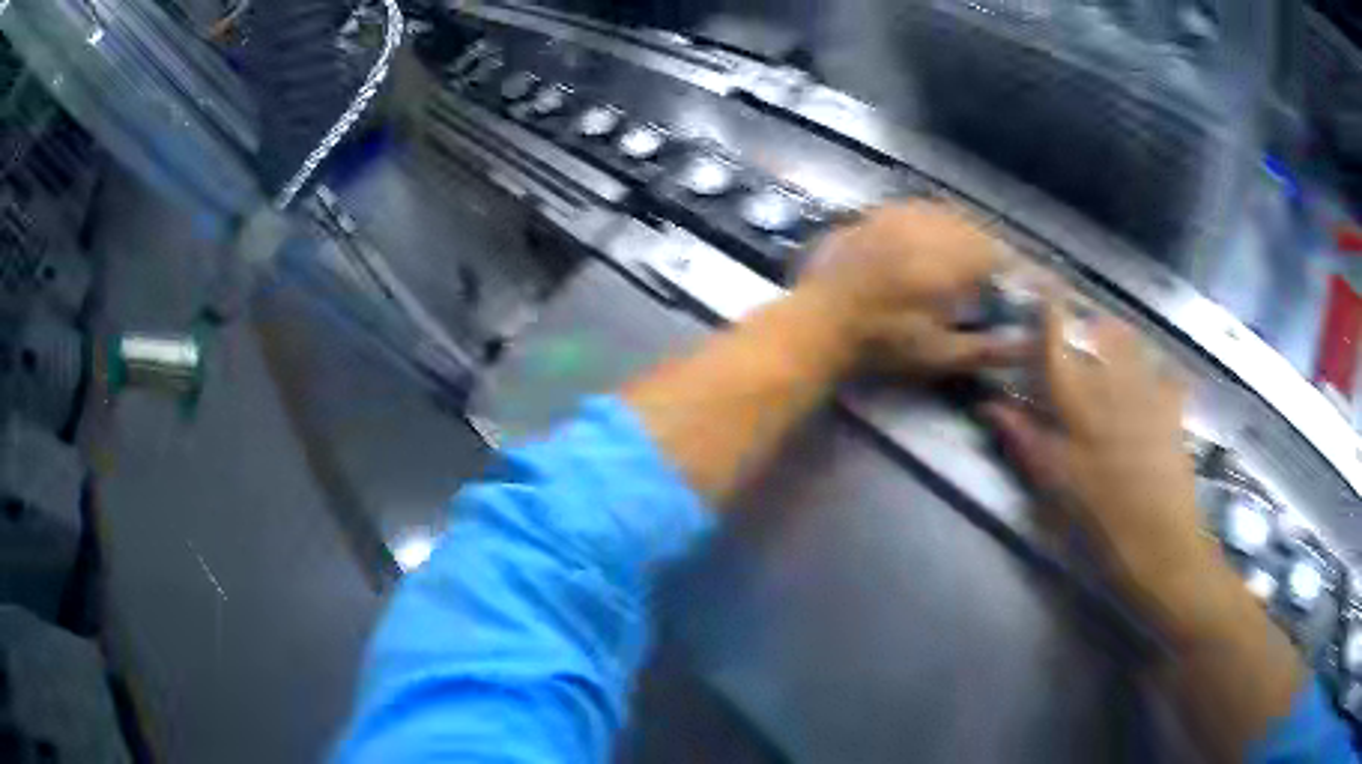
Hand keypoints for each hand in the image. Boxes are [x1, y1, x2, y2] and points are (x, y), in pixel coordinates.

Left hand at [797, 202, 1028, 377]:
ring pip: (943, 214)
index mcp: (951, 258)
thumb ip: (987, 347)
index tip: (1008, 288)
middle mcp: (929, 225)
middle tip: (983, 278)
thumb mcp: (939, 354)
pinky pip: (912, 211)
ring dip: (957, 233)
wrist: (818, 322)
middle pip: (973, 228)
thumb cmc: (883, 342)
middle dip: (985, 250)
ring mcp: (897, 214)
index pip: (998, 253)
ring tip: (955, 261)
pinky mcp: (873, 214)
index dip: (1009, 270)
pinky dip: (926, 225)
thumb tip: (1026, 344)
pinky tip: (918, 246)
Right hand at [983, 308, 1213, 621]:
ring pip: (1132, 345)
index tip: (1040, 293)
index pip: (1060, 341)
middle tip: (1077, 337)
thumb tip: (992, 406)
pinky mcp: (1175, 410)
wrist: (1162, 544)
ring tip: (1109, 354)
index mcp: (1082, 403)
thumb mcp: (1057, 487)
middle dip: (1086, 324)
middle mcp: (1117, 385)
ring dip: (1117, 340)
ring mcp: (1151, 394)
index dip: (1049, 313)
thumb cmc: (1102, 520)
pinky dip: (1153, 370)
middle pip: (1100, 331)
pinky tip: (1149, 386)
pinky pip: (1164, 373)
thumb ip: (1027, 439)